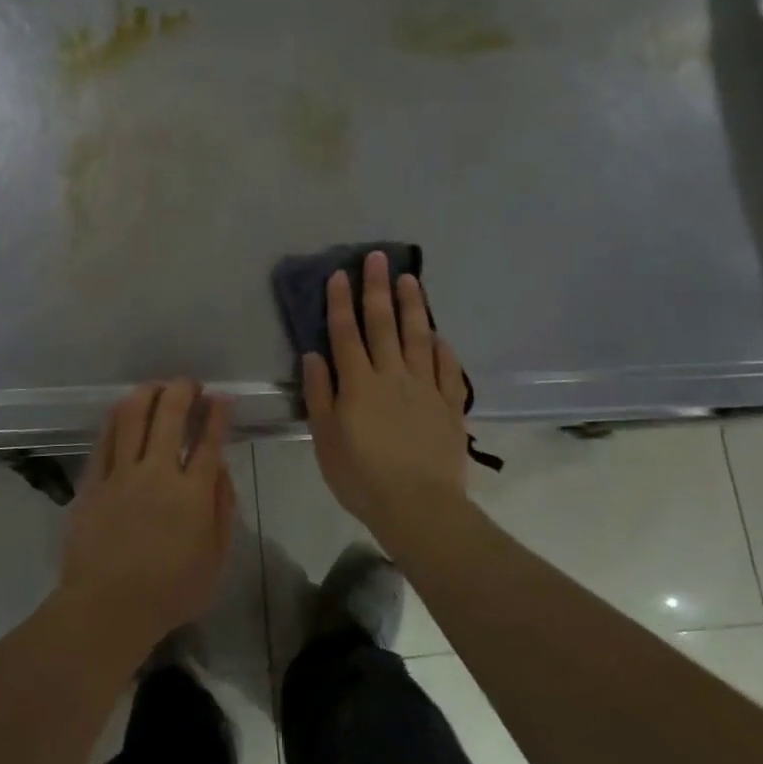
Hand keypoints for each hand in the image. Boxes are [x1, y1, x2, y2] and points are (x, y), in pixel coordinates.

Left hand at [59, 380, 235, 659]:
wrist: (106, 609)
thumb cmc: (169, 592)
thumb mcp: (215, 560)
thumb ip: (222, 509)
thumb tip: (220, 468)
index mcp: (193, 493)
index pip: (209, 440)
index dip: (217, 412)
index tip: (221, 397)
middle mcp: (158, 473)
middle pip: (171, 414)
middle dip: (184, 390)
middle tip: (190, 385)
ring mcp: (122, 473)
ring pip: (134, 415)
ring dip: (149, 392)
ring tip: (158, 388)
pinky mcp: (94, 480)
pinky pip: (106, 437)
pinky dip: (118, 416)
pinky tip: (125, 408)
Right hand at [303, 252, 471, 546]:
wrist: (418, 505)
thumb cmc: (361, 476)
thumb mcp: (325, 439)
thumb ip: (319, 394)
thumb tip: (314, 355)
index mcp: (358, 383)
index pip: (346, 333)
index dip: (341, 302)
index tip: (341, 274)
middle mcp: (391, 375)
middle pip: (383, 324)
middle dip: (377, 288)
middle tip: (378, 258)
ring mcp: (424, 388)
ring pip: (418, 337)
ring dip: (412, 306)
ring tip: (410, 279)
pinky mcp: (448, 405)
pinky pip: (447, 369)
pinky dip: (442, 349)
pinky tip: (439, 334)